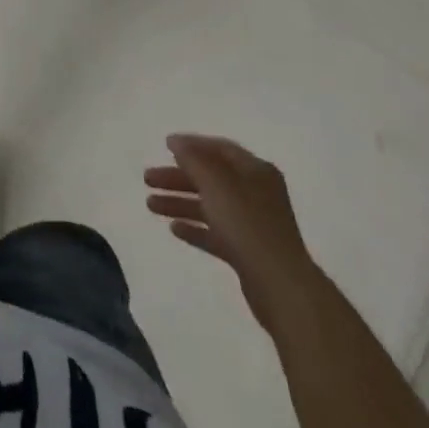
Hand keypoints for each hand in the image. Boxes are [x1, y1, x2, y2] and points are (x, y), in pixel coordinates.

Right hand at [145, 134, 321, 330]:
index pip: (220, 149)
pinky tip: (174, 229)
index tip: (164, 146)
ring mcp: (252, 224)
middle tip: (148, 179)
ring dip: (180, 203)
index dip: (192, 145)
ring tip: (150, 206)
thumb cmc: (247, 225)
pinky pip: (215, 233)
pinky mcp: (247, 252)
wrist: (280, 286)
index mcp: (255, 171)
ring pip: (210, 206)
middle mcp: (256, 193)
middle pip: (211, 178)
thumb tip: (176, 141)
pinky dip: (195, 228)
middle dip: (178, 177)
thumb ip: (193, 159)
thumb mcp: (216, 184)